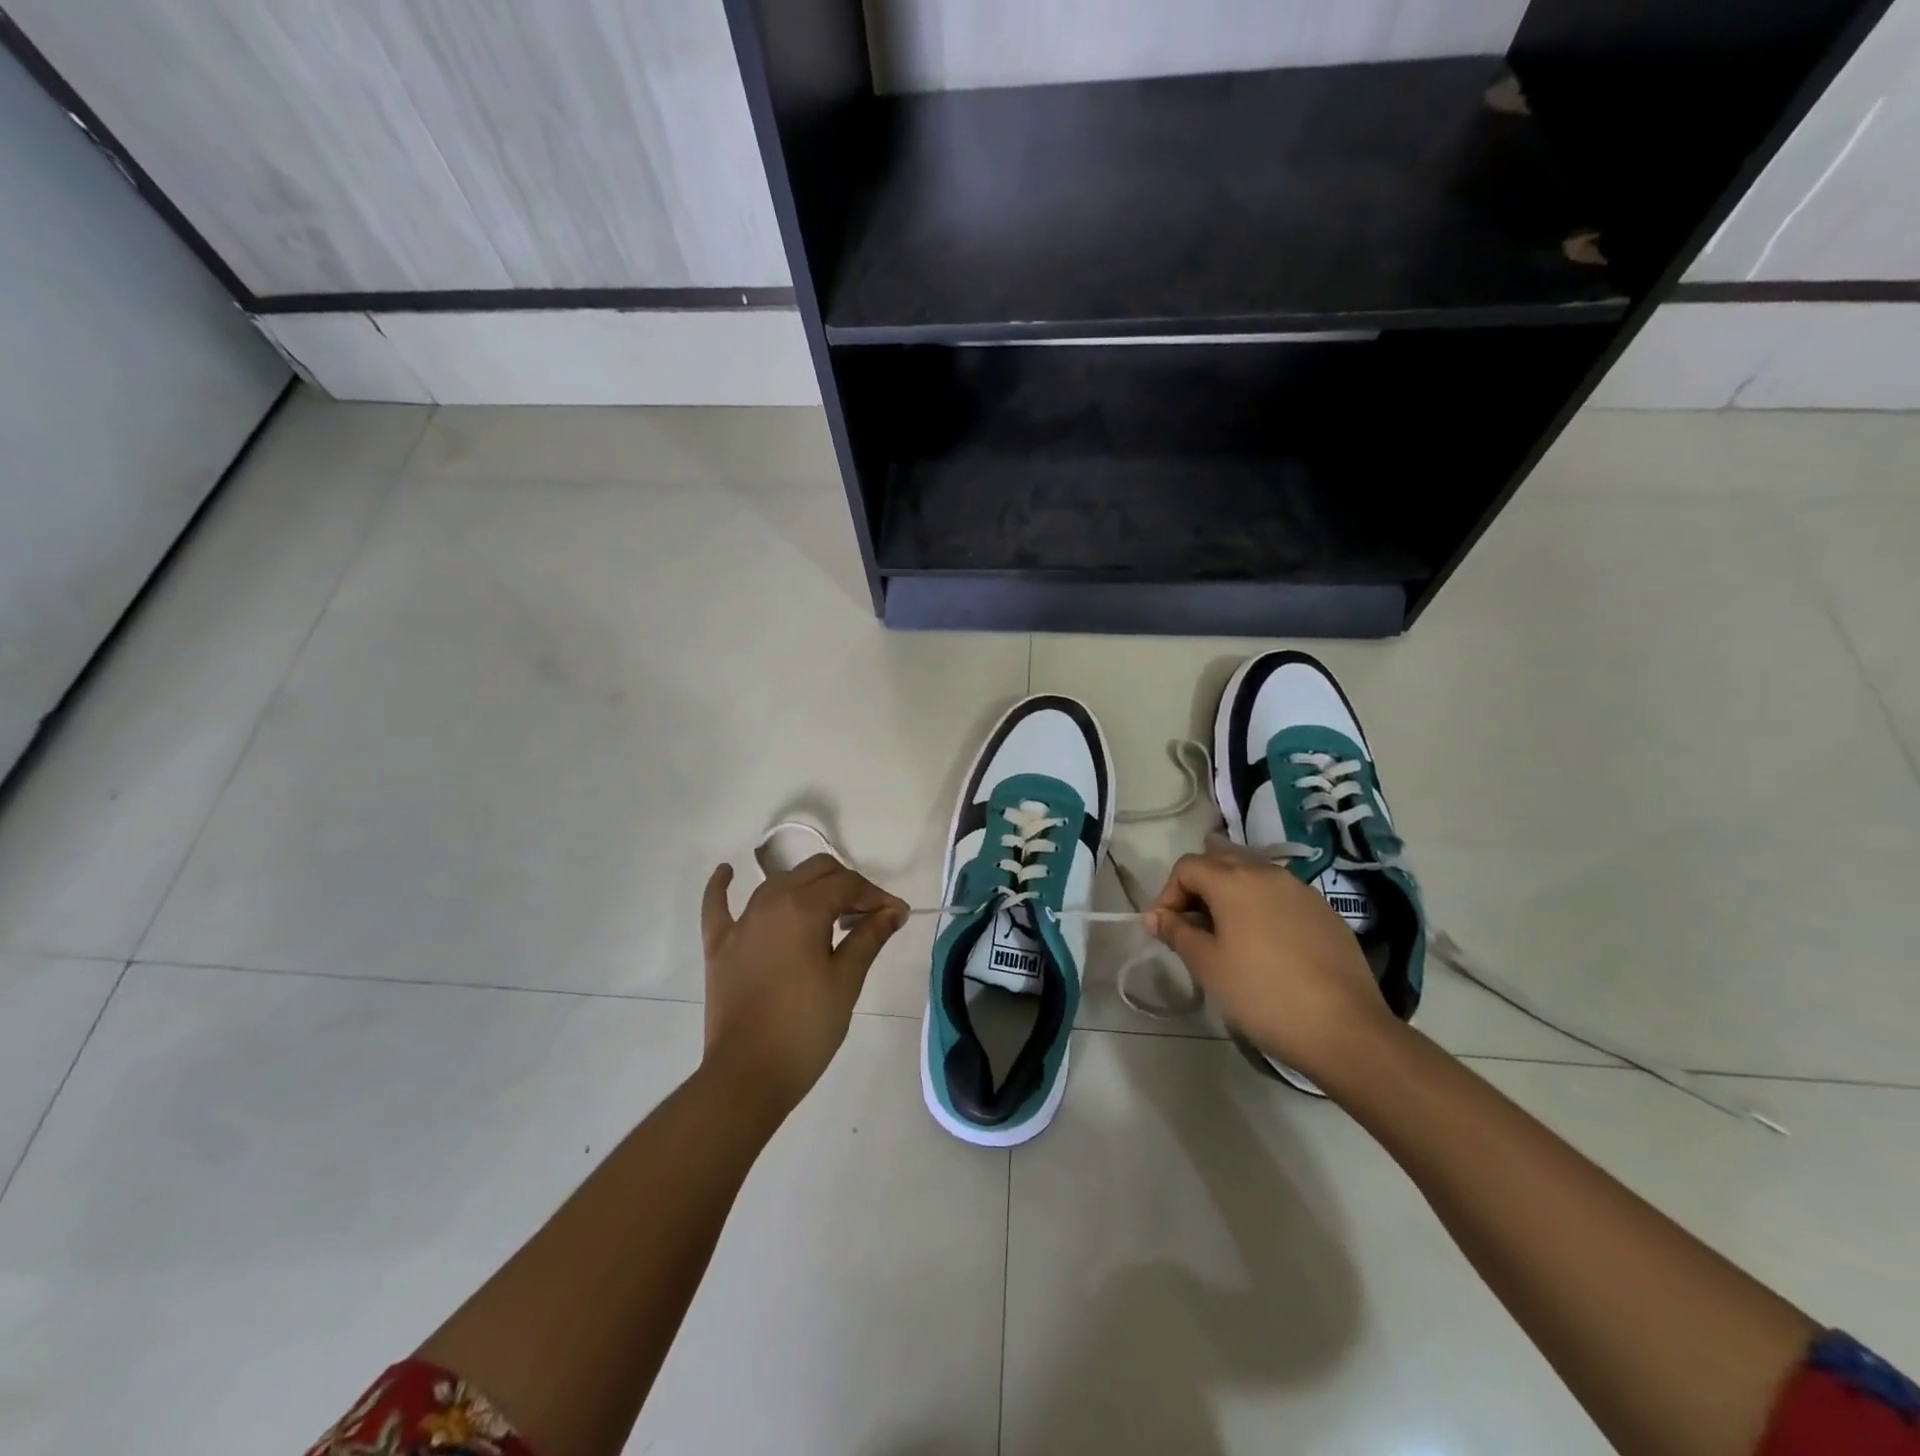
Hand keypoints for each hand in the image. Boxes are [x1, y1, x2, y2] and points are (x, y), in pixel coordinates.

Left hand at [700, 854, 907, 1114]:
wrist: (747, 1075)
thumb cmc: (806, 1028)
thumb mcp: (846, 981)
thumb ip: (868, 937)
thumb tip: (892, 911)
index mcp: (804, 907)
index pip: (848, 884)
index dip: (876, 896)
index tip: (897, 915)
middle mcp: (770, 901)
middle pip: (815, 872)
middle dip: (846, 885)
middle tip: (868, 915)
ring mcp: (741, 922)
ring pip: (778, 882)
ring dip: (807, 886)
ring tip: (830, 910)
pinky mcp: (719, 945)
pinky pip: (718, 905)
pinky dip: (722, 886)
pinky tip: (727, 871)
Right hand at [1145, 846, 1397, 1087]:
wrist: (1345, 1030)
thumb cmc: (1263, 995)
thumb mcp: (1208, 966)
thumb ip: (1177, 933)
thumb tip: (1156, 916)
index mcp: (1233, 880)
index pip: (1187, 866)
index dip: (1168, 893)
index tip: (1169, 929)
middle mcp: (1267, 872)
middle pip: (1220, 859)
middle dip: (1199, 886)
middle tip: (1195, 926)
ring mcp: (1301, 889)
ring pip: (1253, 874)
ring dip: (1231, 894)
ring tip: (1229, 935)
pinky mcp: (1325, 911)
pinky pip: (1281, 894)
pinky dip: (1262, 906)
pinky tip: (1266, 945)